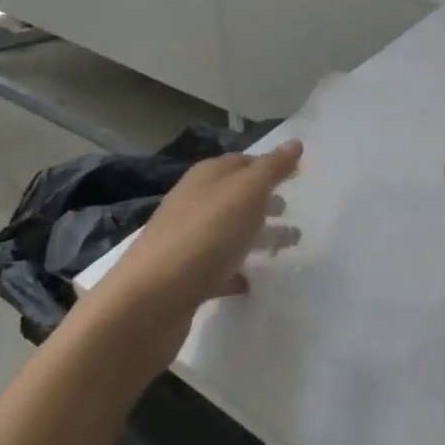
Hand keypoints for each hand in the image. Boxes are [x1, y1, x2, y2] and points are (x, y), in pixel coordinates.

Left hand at [99, 142, 302, 350]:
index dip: (269, 166)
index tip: (296, 175)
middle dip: (264, 200)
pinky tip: (250, 282)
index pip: (242, 161)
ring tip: (287, 245)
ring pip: (228, 232)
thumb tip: (295, 142)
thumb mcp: (247, 193)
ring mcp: (185, 242)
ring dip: (256, 235)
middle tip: (291, 210)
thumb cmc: (205, 235)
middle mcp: (193, 203)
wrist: (148, 302)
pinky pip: (216, 269)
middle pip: (235, 196)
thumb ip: (272, 168)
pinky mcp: (183, 279)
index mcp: (207, 177)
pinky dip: (235, 271)